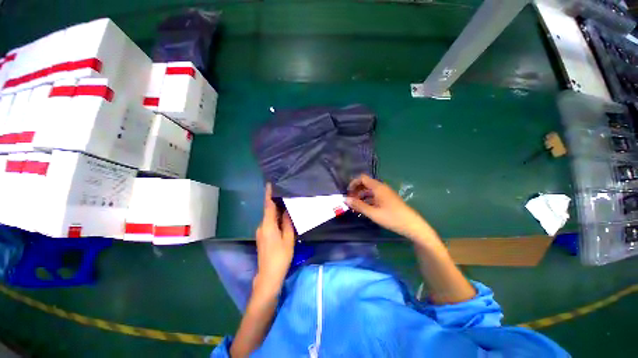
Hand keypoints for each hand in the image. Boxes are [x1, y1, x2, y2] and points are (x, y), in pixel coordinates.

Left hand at [254, 183, 295, 296]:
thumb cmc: (280, 257)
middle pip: (269, 211)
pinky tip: (284, 220)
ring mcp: (261, 232)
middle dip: (276, 203)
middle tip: (286, 195)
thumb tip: (287, 211)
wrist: (268, 276)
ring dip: (277, 212)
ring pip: (269, 218)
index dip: (268, 194)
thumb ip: (287, 223)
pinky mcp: (262, 237)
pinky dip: (276, 219)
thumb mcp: (288, 239)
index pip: (268, 205)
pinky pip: (269, 224)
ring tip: (287, 206)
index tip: (269, 184)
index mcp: (268, 225)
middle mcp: (261, 226)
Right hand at [346, 175, 431, 241]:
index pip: (362, 178)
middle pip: (365, 184)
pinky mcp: (388, 199)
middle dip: (356, 190)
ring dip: (361, 195)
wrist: (412, 225)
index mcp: (378, 187)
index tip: (348, 193)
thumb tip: (345, 199)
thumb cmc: (392, 218)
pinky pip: (375, 195)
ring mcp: (385, 193)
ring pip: (370, 190)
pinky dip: (368, 199)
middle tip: (350, 200)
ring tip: (356, 206)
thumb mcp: (373, 213)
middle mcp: (381, 187)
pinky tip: (365, 208)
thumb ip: (358, 205)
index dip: (353, 183)